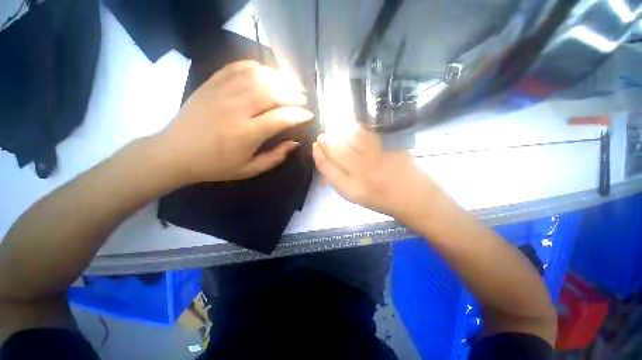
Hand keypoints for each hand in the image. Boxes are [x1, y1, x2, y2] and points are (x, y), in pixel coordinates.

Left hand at [156, 60, 313, 182]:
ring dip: (279, 78)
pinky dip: (256, 67)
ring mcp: (222, 93)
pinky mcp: (211, 84)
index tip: (309, 115)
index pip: (281, 118)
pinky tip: (266, 73)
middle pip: (271, 92)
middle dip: (292, 93)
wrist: (175, 153)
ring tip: (289, 85)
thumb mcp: (250, 170)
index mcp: (246, 133)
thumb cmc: (215, 166)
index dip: (299, 115)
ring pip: (257, 76)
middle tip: (302, 99)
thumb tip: (295, 143)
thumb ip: (275, 157)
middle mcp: (236, 109)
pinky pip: (237, 67)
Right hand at [312, 128, 441, 219]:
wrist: (414, 198)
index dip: (318, 154)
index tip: (316, 146)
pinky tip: (352, 128)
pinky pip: (367, 131)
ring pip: (349, 136)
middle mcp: (362, 173)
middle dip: (325, 140)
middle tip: (324, 136)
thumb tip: (324, 160)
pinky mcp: (390, 146)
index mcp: (351, 190)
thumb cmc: (382, 200)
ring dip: (339, 131)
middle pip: (335, 149)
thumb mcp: (356, 197)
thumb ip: (339, 180)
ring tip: (337, 132)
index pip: (326, 167)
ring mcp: (377, 157)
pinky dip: (356, 127)